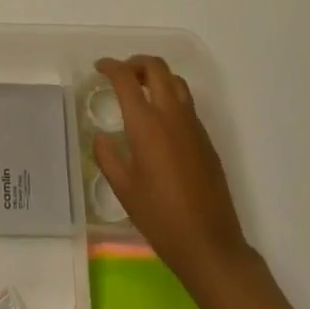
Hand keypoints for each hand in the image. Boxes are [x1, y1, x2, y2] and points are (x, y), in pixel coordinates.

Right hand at [93, 55, 252, 286]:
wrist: (210, 245)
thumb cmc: (161, 218)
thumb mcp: (124, 189)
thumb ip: (107, 156)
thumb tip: (102, 136)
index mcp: (146, 123)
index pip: (126, 78)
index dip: (110, 66)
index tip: (99, 67)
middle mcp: (171, 115)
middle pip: (156, 67)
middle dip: (135, 63)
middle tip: (121, 74)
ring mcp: (193, 125)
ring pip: (176, 81)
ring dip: (156, 76)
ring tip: (141, 91)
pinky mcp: (206, 139)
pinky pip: (187, 103)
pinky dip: (170, 97)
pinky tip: (161, 122)